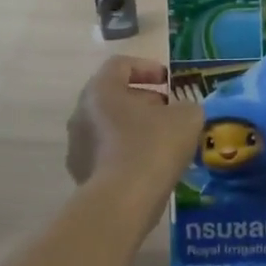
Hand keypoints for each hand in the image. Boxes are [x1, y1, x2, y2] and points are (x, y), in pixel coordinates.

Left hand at [66, 56, 201, 202]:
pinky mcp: (81, 173)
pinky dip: (126, 153)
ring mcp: (77, 145)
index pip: (120, 65)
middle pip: (112, 96)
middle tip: (168, 111)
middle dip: (142, 100)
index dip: (147, 67)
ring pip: (108, 126)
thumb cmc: (153, 147)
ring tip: (162, 142)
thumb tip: (183, 112)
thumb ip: (187, 106)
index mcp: (101, 90)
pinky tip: (149, 167)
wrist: (123, 200)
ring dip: (134, 128)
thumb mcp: (186, 118)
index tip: (168, 81)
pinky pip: (106, 153)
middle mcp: (81, 113)